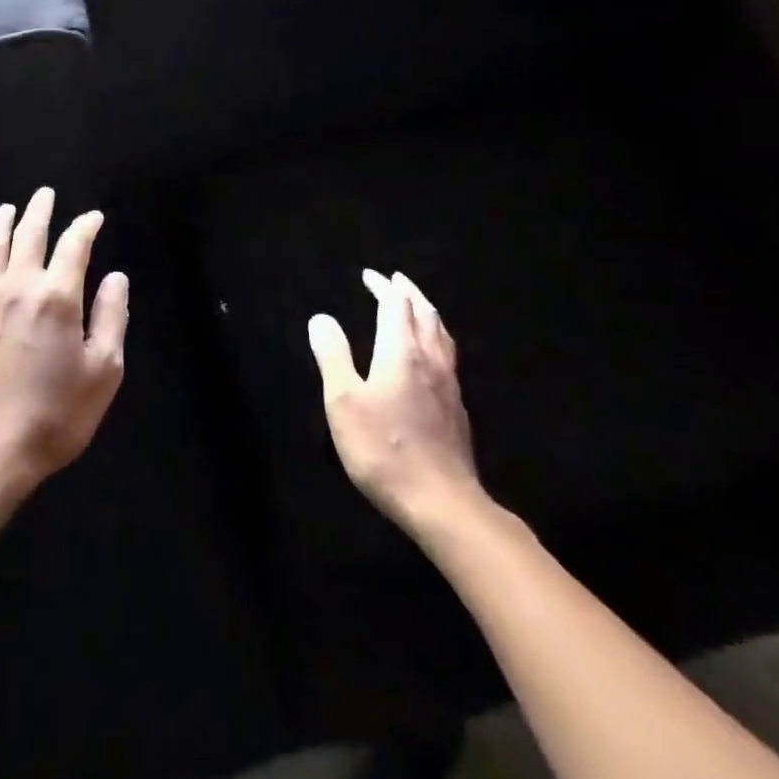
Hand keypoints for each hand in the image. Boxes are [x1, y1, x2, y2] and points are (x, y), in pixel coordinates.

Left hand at [0, 188, 129, 493]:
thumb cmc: (57, 413)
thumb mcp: (103, 371)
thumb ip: (111, 317)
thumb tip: (115, 277)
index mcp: (57, 296)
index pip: (74, 245)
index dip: (86, 226)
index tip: (94, 217)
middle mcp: (18, 287)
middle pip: (29, 235)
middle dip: (40, 211)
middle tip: (45, 194)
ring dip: (2, 224)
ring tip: (9, 209)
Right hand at [309, 269, 485, 541]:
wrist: (442, 503)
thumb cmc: (384, 449)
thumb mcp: (343, 401)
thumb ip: (333, 355)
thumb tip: (321, 318)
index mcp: (401, 353)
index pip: (395, 306)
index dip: (383, 287)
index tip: (369, 275)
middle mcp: (430, 360)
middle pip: (425, 314)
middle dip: (409, 292)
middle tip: (396, 280)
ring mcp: (449, 385)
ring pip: (442, 335)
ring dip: (427, 312)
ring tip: (417, 306)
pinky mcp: (456, 409)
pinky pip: (448, 356)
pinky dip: (436, 338)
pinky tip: (431, 354)